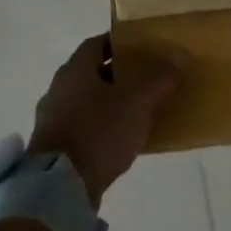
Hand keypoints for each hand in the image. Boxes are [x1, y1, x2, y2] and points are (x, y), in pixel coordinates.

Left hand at [27, 35, 184, 207]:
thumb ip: (158, 78)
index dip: (122, 44)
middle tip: (149, 80)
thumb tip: (177, 58)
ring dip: (111, 104)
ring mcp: (53, 119)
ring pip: (89, 101)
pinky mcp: (54, 148)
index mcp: (75, 69)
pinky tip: (122, 140)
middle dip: (121, 75)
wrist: (60, 187)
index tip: (145, 49)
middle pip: (94, 73)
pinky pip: (84, 128)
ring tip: (140, 112)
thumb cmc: (98, 131)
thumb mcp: (137, 101)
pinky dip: (103, 128)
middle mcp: (60, 88)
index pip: (99, 43)